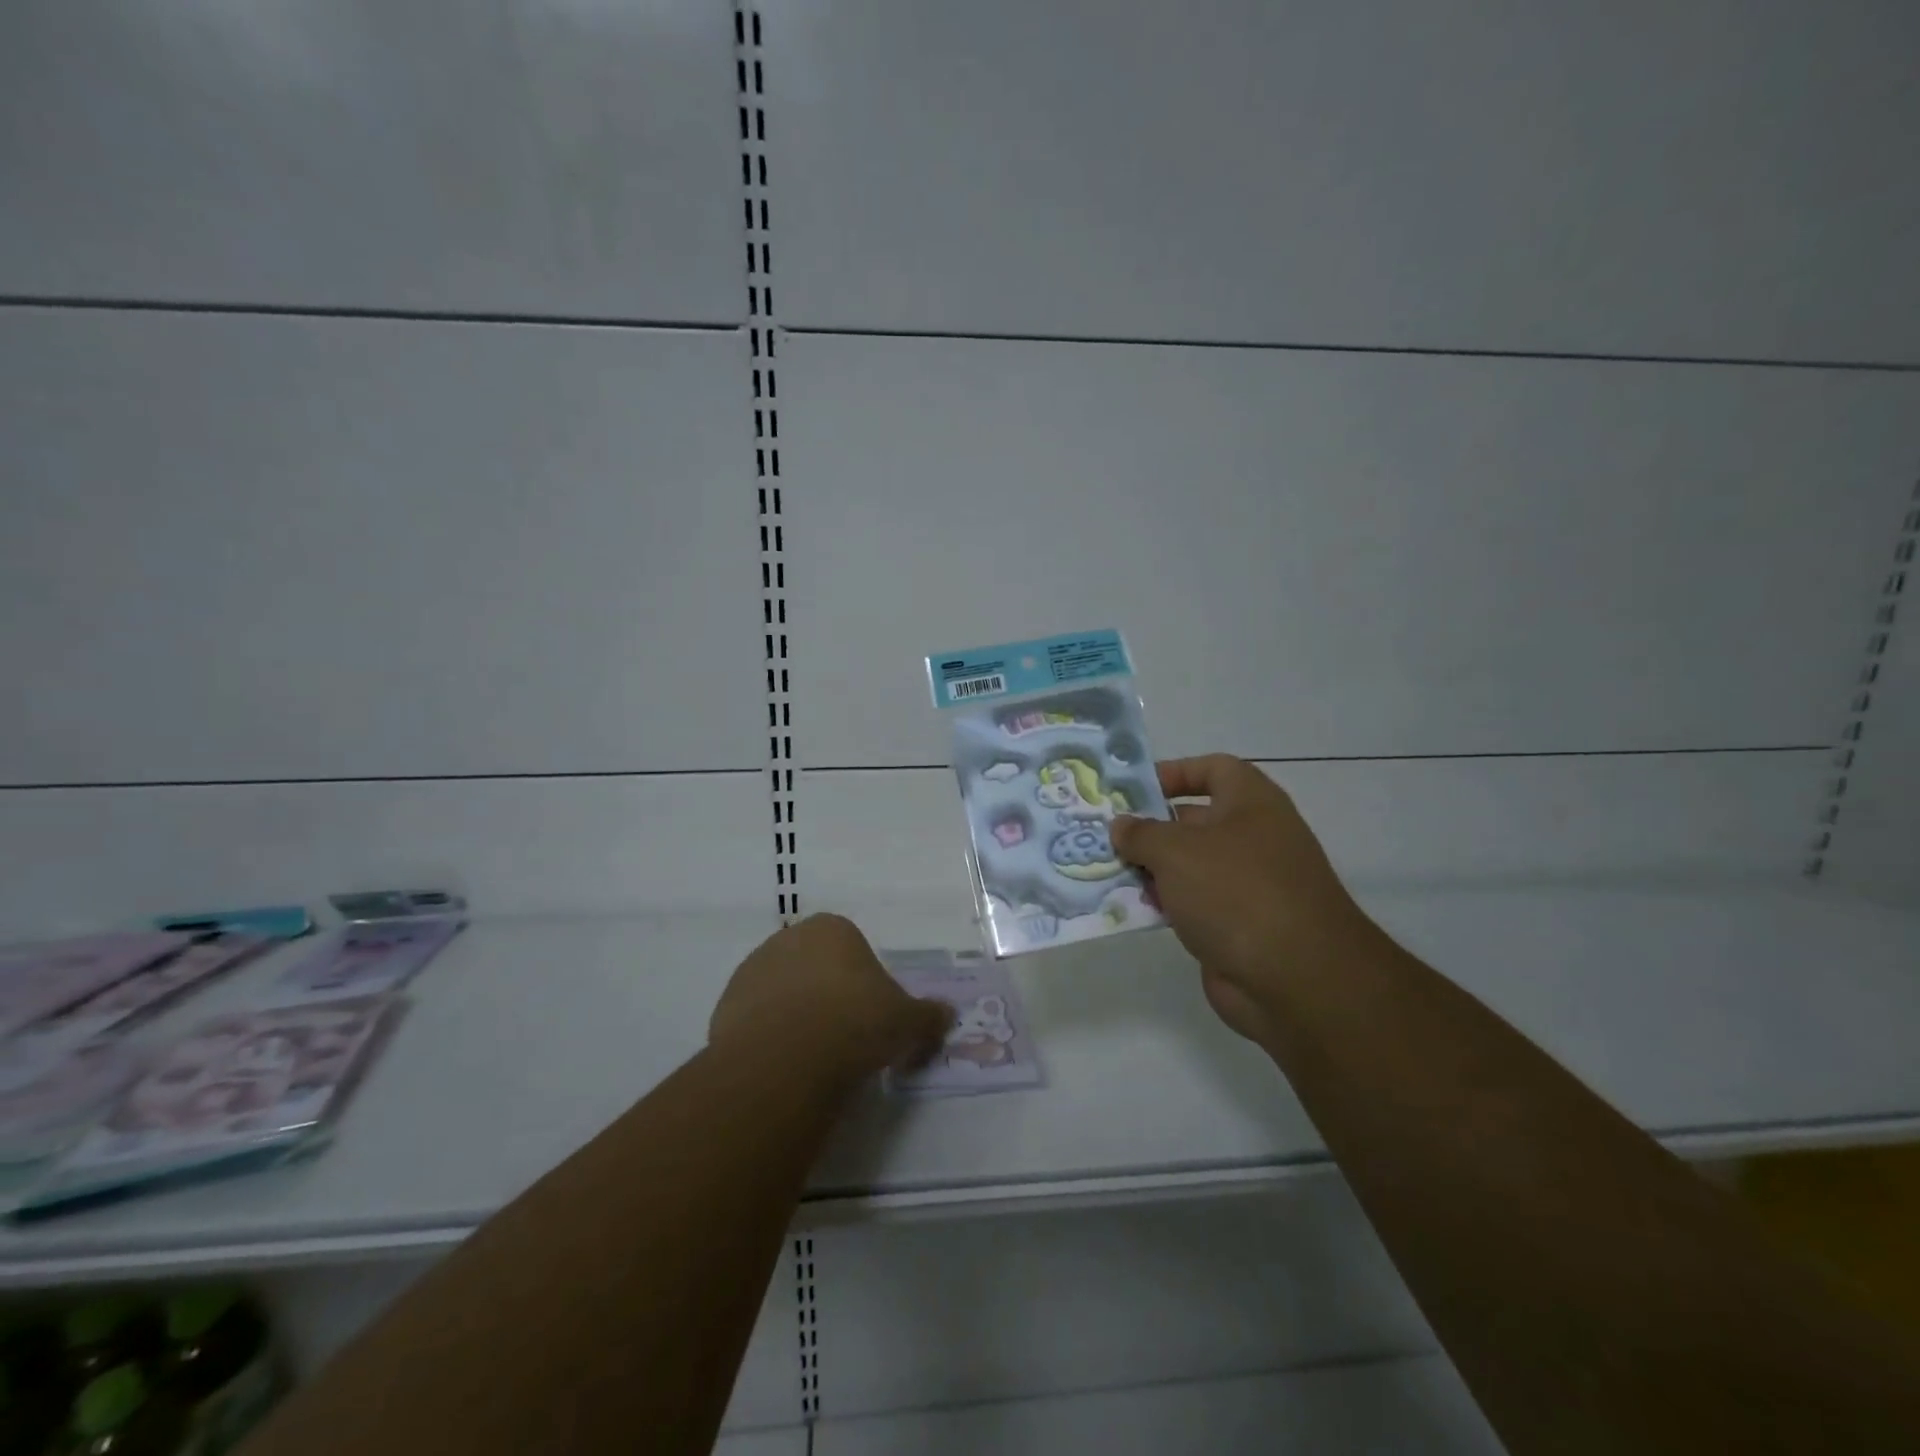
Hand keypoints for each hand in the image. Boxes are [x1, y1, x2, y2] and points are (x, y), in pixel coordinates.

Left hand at [709, 914, 952, 1080]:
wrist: (788, 1057)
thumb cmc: (857, 1021)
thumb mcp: (908, 1021)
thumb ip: (928, 1015)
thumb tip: (947, 1014)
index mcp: (832, 928)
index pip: (852, 948)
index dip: (865, 983)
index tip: (872, 1016)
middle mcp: (788, 939)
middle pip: (814, 967)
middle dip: (828, 996)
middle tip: (846, 1038)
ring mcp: (751, 971)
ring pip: (782, 993)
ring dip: (796, 1016)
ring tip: (814, 1059)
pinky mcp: (724, 1008)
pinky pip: (756, 1022)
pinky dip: (770, 1040)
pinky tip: (785, 1067)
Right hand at [1112, 755, 1373, 1042]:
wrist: (1296, 979)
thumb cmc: (1236, 891)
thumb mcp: (1176, 851)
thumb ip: (1141, 833)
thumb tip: (1122, 826)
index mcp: (1251, 803)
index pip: (1213, 769)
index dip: (1174, 772)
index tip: (1133, 790)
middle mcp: (1253, 837)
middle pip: (1193, 820)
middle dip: (1149, 827)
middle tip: (1104, 835)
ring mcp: (1247, 885)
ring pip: (1189, 866)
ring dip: (1151, 869)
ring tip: (1106, 872)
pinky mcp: (1237, 926)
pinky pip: (1192, 904)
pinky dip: (1164, 905)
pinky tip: (1130, 909)